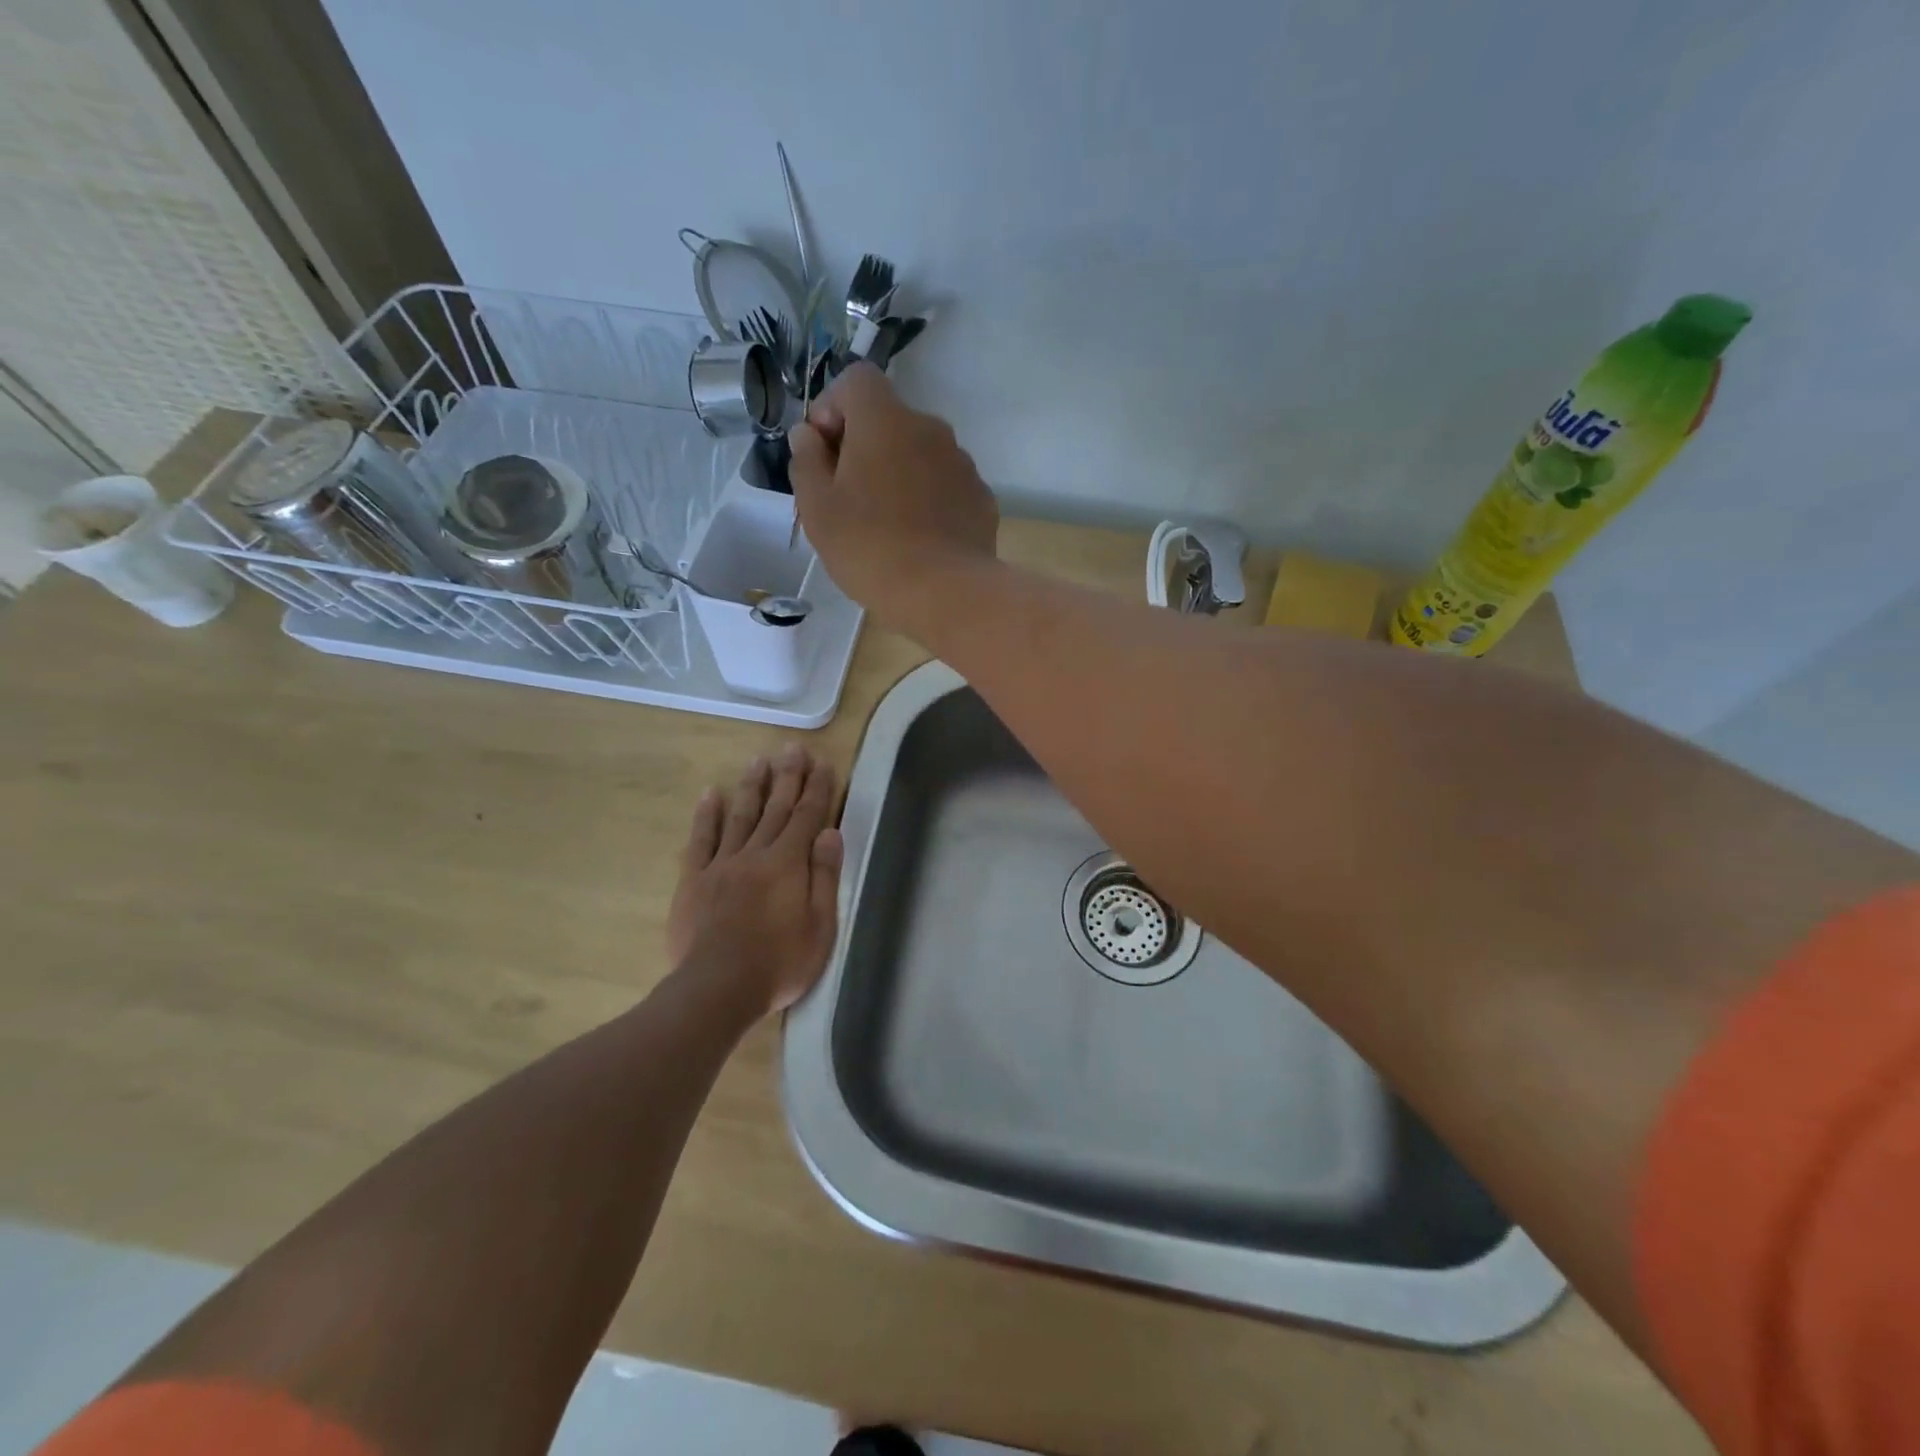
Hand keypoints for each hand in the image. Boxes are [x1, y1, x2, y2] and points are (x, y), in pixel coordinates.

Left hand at [667, 744, 843, 1015]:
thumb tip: (830, 833)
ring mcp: (722, 864)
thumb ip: (824, 877)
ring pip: (741, 816)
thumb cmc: (779, 963)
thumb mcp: (820, 927)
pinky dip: (707, 815)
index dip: (817, 788)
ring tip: (759, 759)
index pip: (807, 816)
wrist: (716, 988)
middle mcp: (756, 854)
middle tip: (793, 748)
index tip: (822, 762)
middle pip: (776, 808)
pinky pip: (701, 840)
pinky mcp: (695, 880)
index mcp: (788, 864)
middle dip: (787, 776)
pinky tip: (712, 793)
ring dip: (752, 786)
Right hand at [789, 363, 998, 619]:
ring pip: (919, 454)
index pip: (856, 380)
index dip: (833, 406)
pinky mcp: (981, 497)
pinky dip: (929, 499)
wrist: (946, 592)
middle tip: (849, 498)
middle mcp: (929, 428)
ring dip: (899, 474)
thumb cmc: (870, 548)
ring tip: (887, 525)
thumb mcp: (817, 508)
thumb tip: (808, 435)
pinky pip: (945, 485)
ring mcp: (961, 462)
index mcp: (885, 420)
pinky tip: (920, 539)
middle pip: (889, 420)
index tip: (823, 451)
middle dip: (865, 447)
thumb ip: (806, 461)